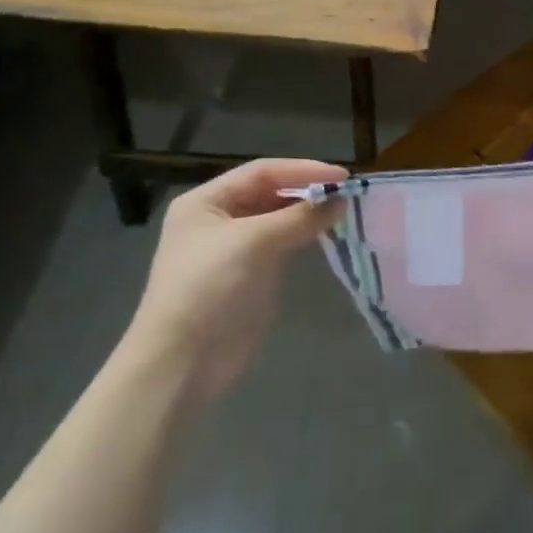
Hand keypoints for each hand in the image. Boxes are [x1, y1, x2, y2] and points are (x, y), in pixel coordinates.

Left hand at [123, 159, 345, 403]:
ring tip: (346, 211)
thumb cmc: (208, 290)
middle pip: (272, 192)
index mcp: (206, 202)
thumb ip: (300, 217)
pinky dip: (307, 235)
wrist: (183, 362)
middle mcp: (220, 219)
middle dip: (309, 191)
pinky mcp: (254, 273)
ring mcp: (237, 248)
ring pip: (281, 218)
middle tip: (349, 194)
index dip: (303, 170)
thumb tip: (341, 200)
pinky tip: (331, 234)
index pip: (262, 172)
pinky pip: (286, 243)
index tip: (343, 177)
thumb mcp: (253, 243)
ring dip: (311, 213)